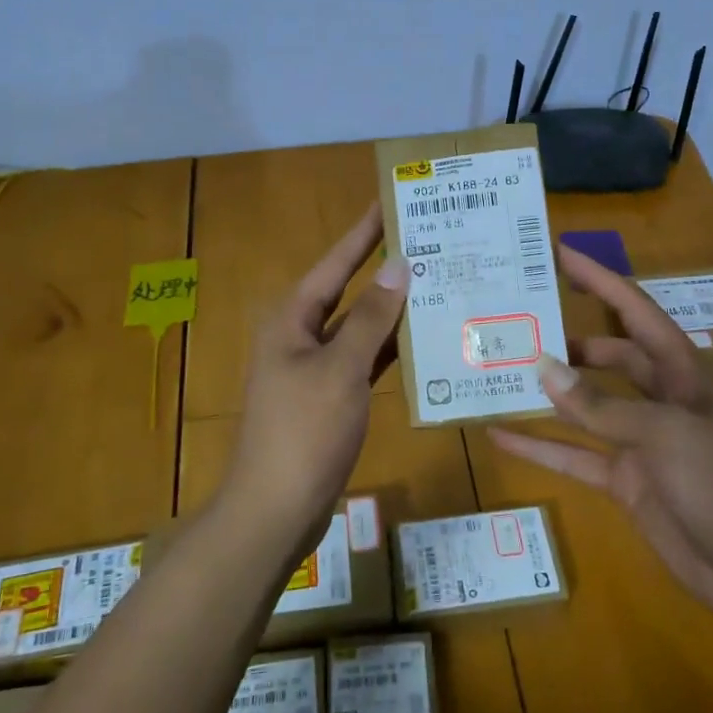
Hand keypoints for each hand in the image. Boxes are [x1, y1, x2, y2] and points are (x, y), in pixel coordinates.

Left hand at [223, 202, 407, 553]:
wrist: (276, 510)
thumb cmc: (304, 431)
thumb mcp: (340, 369)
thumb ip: (370, 318)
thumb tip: (398, 267)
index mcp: (292, 319)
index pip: (335, 263)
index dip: (363, 233)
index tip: (391, 202)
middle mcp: (300, 336)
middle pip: (347, 292)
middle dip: (383, 269)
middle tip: (426, 242)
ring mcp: (315, 369)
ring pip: (359, 328)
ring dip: (392, 311)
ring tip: (436, 283)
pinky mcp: (330, 398)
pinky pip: (363, 361)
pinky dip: (389, 351)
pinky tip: (423, 340)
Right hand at [488, 244, 712, 628]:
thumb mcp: (665, 435)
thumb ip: (600, 405)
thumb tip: (542, 366)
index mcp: (681, 372)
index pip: (634, 311)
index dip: (599, 280)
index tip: (558, 253)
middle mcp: (659, 398)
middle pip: (607, 356)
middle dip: (568, 338)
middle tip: (518, 321)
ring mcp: (639, 440)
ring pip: (585, 405)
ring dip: (550, 391)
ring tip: (502, 370)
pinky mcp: (624, 481)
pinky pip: (574, 456)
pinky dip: (540, 446)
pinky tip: (501, 434)